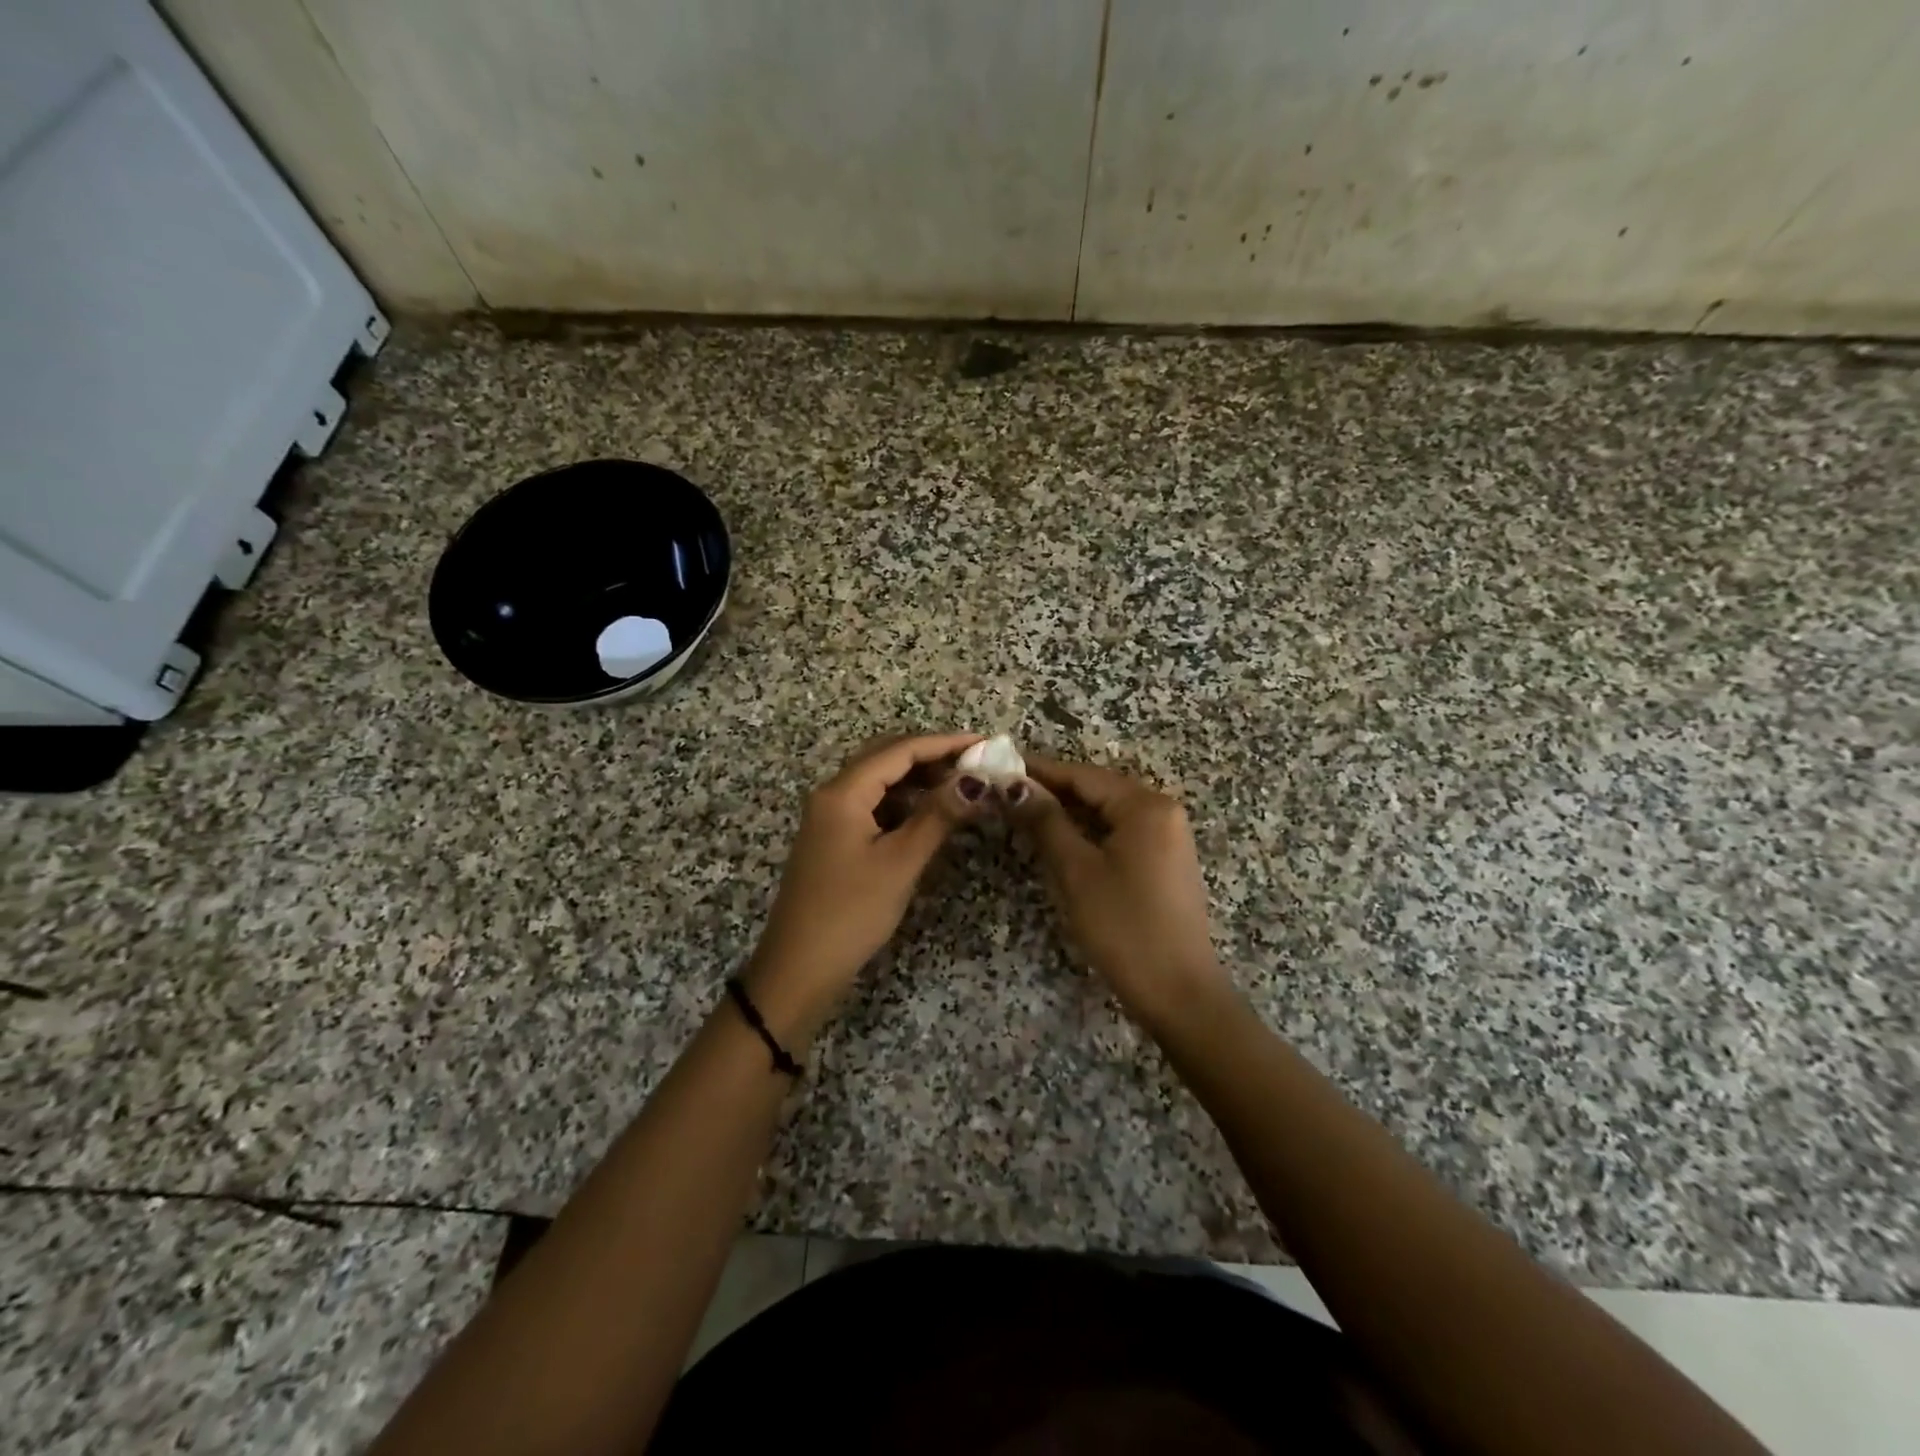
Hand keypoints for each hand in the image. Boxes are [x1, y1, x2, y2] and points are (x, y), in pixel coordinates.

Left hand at [746, 732, 983, 1042]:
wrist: (799, 969)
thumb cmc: (850, 913)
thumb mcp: (900, 862)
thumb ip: (938, 816)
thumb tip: (977, 781)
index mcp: (842, 792)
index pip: (899, 750)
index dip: (945, 743)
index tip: (985, 744)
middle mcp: (833, 794)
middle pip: (886, 759)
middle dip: (932, 757)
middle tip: (976, 766)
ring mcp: (831, 817)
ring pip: (880, 783)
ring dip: (919, 780)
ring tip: (960, 788)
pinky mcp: (835, 839)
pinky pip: (874, 806)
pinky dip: (904, 804)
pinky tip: (929, 816)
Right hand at [1012, 756, 1230, 1029]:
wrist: (1179, 993)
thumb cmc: (1123, 927)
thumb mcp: (1076, 871)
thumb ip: (1045, 821)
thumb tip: (1013, 784)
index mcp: (1146, 806)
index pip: (1083, 775)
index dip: (1040, 771)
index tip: (1000, 766)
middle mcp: (1163, 811)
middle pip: (1098, 790)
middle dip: (1052, 791)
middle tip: (1005, 793)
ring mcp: (1169, 838)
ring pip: (1108, 813)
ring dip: (1068, 813)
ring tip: (1024, 813)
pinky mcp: (1166, 863)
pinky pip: (1121, 833)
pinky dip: (1089, 833)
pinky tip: (1060, 840)